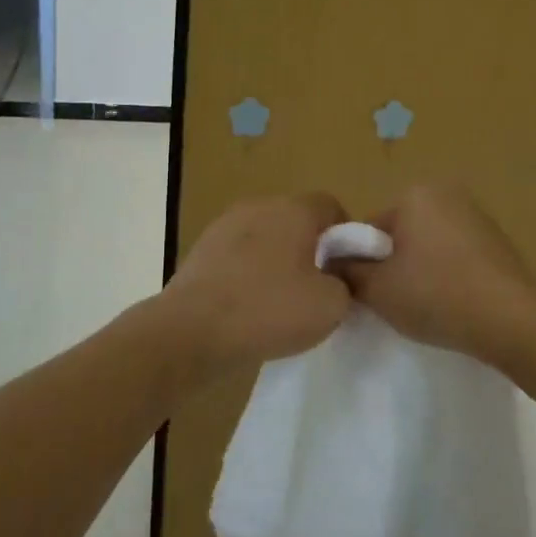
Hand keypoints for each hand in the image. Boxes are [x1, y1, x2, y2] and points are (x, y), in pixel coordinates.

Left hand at [162, 192, 351, 371]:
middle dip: (309, 248)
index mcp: (293, 210)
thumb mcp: (331, 306)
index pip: (330, 206)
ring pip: (265, 237)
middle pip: (295, 219)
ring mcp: (224, 225)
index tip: (344, 269)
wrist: (191, 331)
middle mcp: (259, 206)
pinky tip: (247, 306)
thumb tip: (332, 278)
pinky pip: (238, 255)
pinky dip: (247, 273)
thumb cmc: (268, 310)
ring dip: (276, 260)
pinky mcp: (201, 249)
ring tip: (278, 301)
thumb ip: (344, 283)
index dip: (345, 235)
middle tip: (315, 288)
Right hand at [339, 185, 535, 365]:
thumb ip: (347, 271)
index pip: (369, 228)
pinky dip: (448, 273)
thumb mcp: (377, 288)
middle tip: (395, 300)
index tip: (367, 292)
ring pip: (428, 244)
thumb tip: (332, 262)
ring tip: (425, 305)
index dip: (362, 262)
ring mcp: (477, 215)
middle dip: (392, 263)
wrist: (512, 321)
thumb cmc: (436, 295)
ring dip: (420, 269)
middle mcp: (446, 193)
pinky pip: (456, 254)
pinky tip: (452, 301)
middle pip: (400, 233)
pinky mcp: (497, 240)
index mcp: (414, 194)